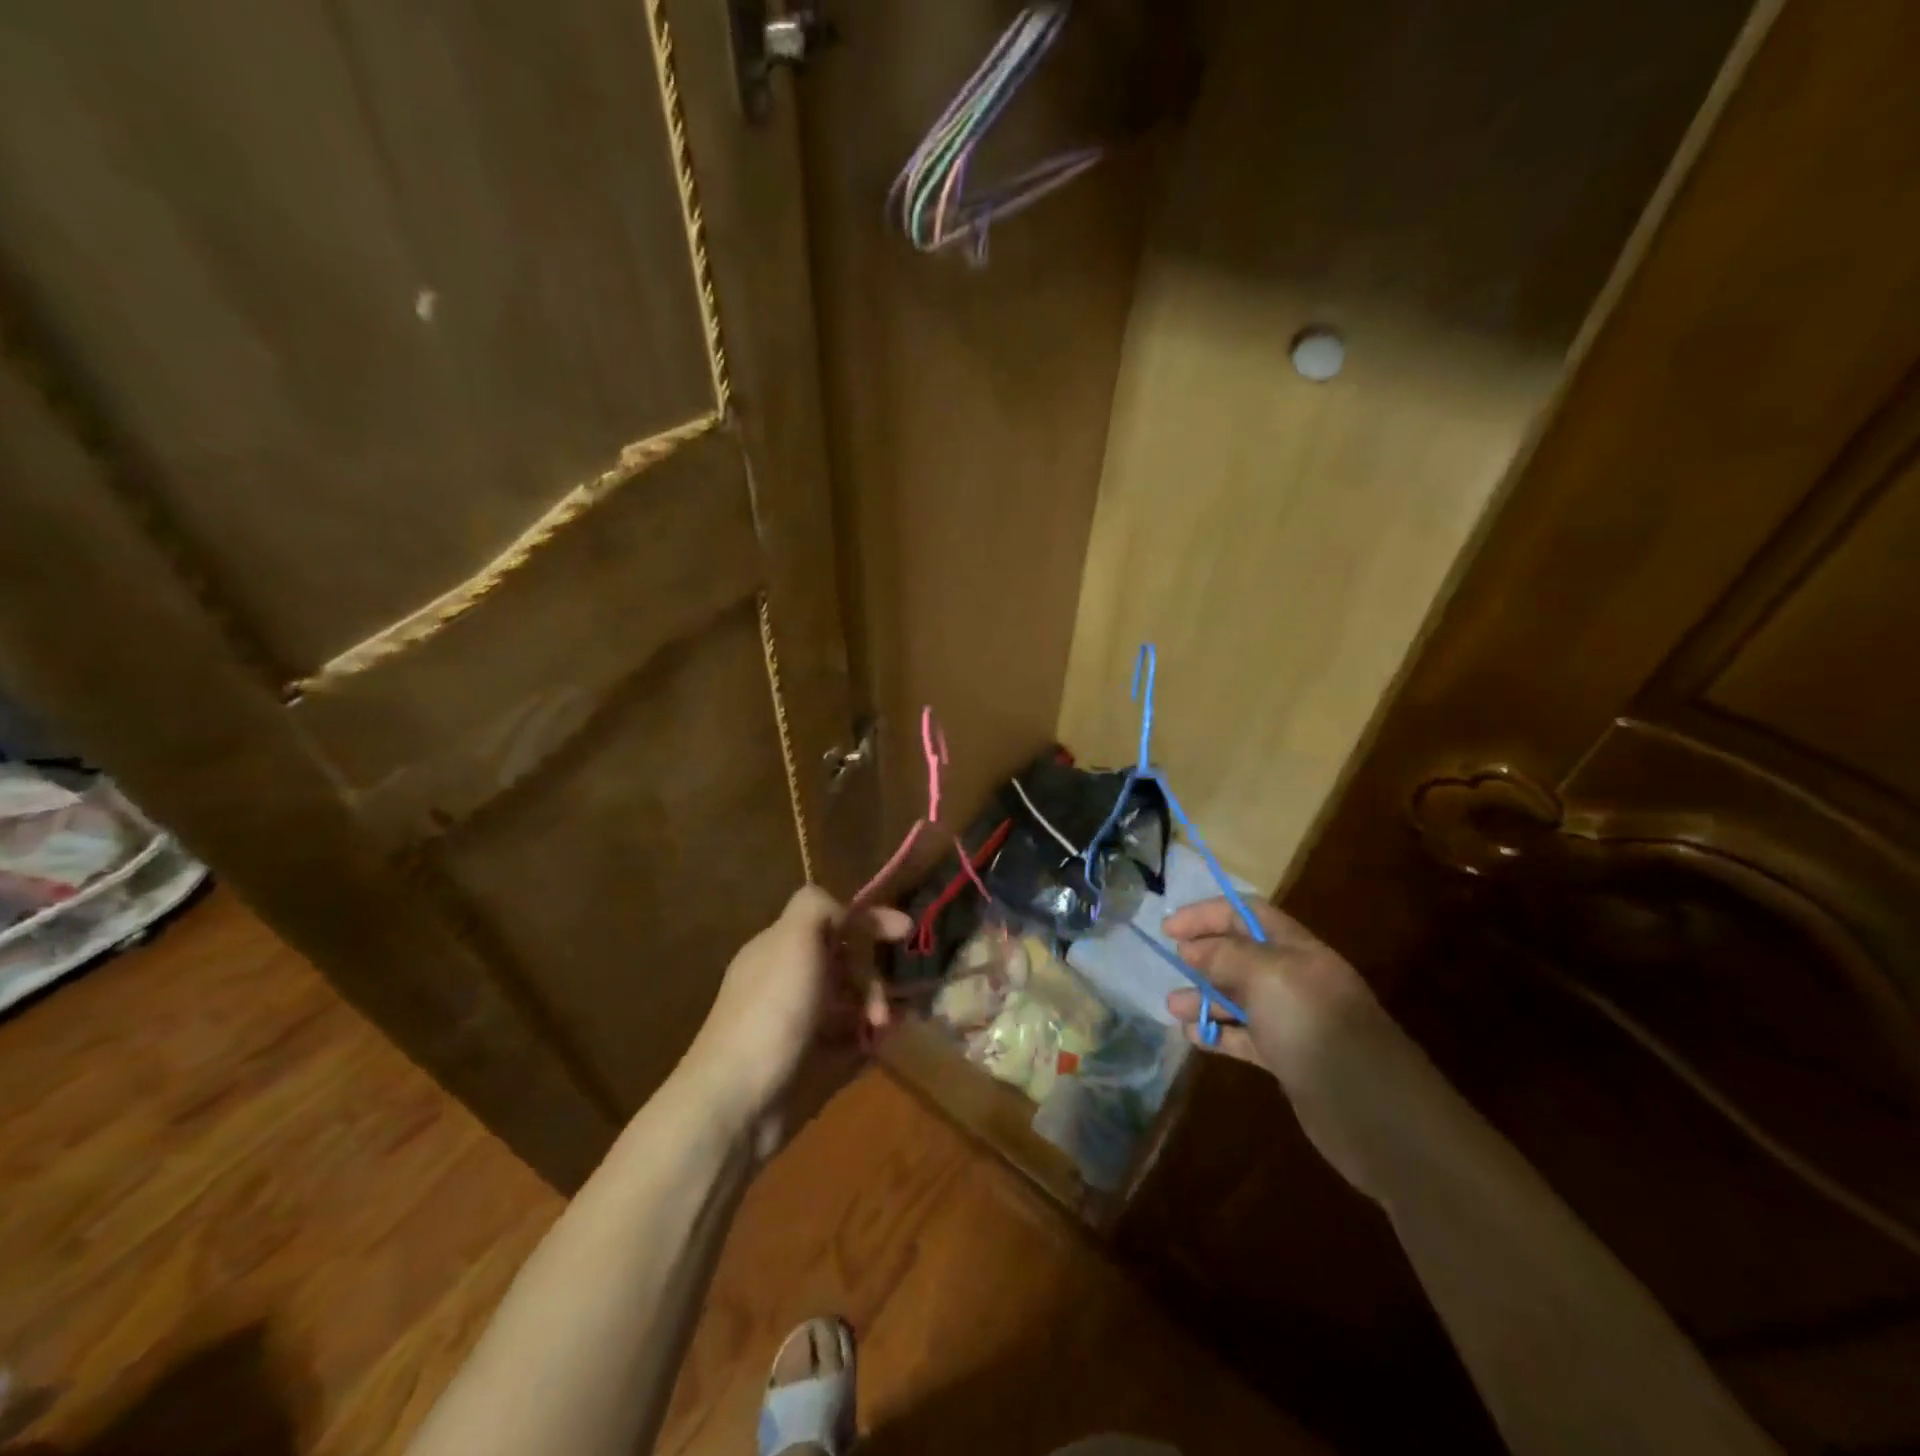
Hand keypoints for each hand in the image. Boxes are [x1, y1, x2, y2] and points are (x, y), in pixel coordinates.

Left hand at [683, 887, 911, 1160]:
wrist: (736, 1104)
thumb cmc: (770, 1014)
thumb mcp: (792, 941)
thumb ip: (817, 908)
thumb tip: (843, 911)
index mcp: (782, 948)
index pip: (832, 921)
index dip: (869, 920)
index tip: (906, 930)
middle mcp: (792, 981)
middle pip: (847, 962)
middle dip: (873, 974)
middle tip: (881, 1002)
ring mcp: (802, 1024)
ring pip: (854, 1000)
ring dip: (877, 1005)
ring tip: (883, 1026)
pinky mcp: (813, 1063)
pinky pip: (853, 1039)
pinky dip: (872, 1038)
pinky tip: (882, 1044)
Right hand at [1163, 897, 1395, 1193]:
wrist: (1373, 1113)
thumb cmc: (1315, 1027)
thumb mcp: (1267, 976)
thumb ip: (1226, 955)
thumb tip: (1193, 948)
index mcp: (1298, 950)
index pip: (1247, 913)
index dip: (1207, 914)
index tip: (1169, 929)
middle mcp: (1295, 979)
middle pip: (1241, 954)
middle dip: (1203, 956)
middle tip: (1173, 966)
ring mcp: (1293, 1021)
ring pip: (1239, 998)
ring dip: (1204, 998)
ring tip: (1174, 1008)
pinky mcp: (1288, 1059)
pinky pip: (1245, 1037)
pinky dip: (1218, 1034)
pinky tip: (1194, 1038)